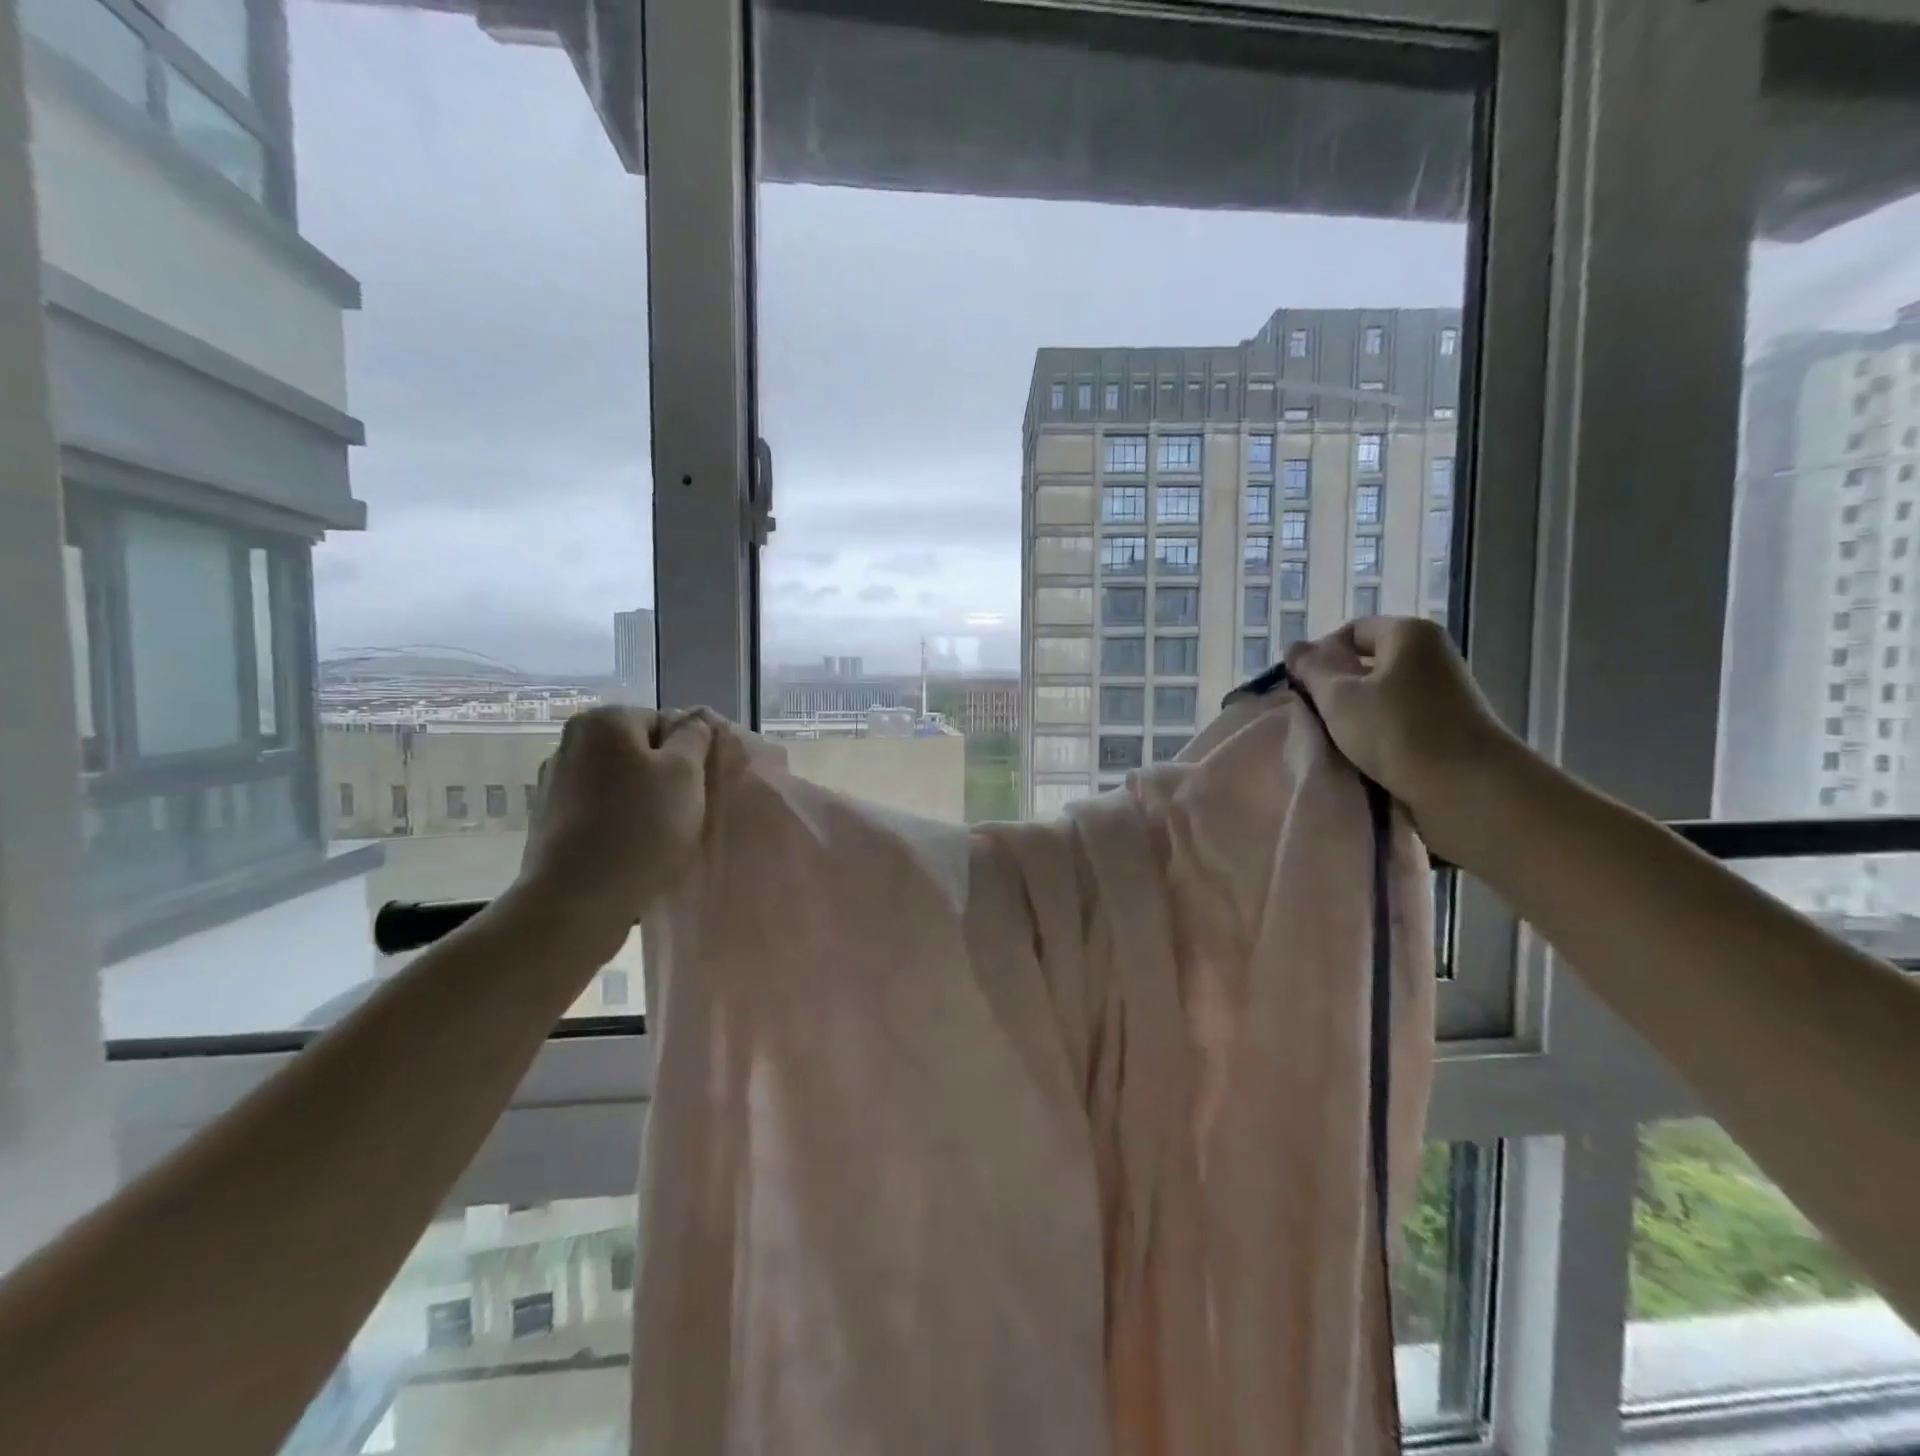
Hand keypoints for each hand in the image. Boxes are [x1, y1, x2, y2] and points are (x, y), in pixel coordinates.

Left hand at [511, 706, 711, 957]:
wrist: (576, 901)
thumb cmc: (640, 828)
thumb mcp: (685, 774)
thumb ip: (694, 736)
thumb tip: (695, 716)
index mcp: (604, 721)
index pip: (665, 722)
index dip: (689, 754)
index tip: (698, 787)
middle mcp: (571, 742)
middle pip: (639, 751)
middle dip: (664, 776)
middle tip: (685, 811)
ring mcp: (555, 782)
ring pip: (619, 782)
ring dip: (641, 801)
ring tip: (659, 835)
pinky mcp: (549, 820)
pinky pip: (599, 810)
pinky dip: (618, 822)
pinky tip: (631, 849)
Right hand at [1285, 617, 1526, 856]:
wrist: (1467, 787)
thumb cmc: (1396, 731)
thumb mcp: (1338, 697)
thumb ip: (1312, 669)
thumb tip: (1296, 648)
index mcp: (1408, 634)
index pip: (1352, 631)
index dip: (1321, 656)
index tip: (1304, 688)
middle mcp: (1432, 653)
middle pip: (1368, 662)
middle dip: (1338, 687)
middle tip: (1316, 715)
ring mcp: (1446, 690)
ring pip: (1384, 693)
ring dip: (1357, 714)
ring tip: (1338, 739)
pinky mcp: (1451, 724)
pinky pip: (1402, 717)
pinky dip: (1381, 731)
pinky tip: (1367, 754)